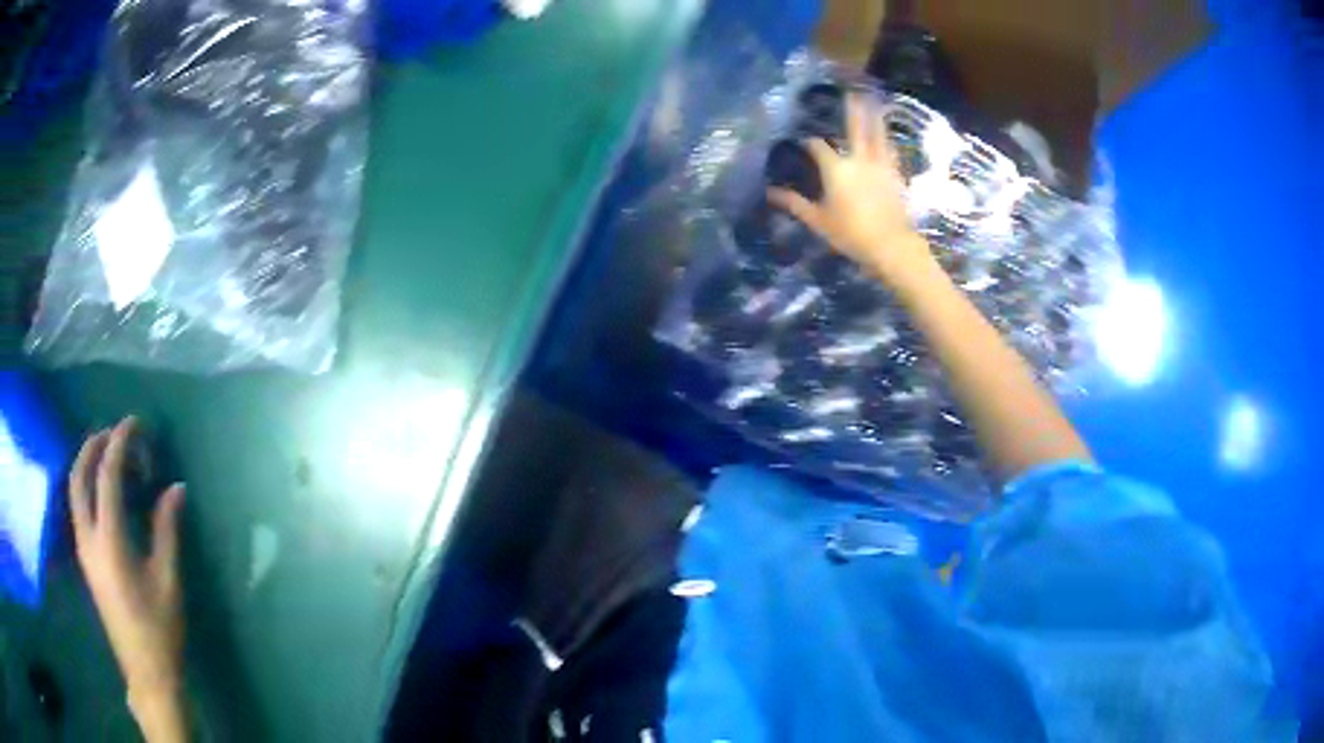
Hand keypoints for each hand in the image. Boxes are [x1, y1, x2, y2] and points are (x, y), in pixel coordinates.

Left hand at [70, 417, 186, 736]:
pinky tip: (104, 493)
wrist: (146, 672)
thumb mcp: (168, 580)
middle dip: (94, 445)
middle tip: (115, 433)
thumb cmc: (160, 629)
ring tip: (109, 456)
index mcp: (109, 539)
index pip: (108, 474)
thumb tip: (175, 488)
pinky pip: (78, 507)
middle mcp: (88, 537)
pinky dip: (87, 486)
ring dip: (87, 464)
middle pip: (79, 475)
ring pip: (74, 490)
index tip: (134, 423)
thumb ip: (166, 529)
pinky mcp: (85, 559)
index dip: (120, 442)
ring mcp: (83, 548)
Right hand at [768, 93, 940, 293]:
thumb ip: (795, 203)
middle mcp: (858, 159)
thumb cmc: (851, 234)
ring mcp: (880, 165)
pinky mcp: (896, 175)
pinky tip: (887, 136)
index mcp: (836, 168)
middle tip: (851, 90)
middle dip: (851, 109)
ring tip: (873, 101)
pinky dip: (887, 139)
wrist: (891, 246)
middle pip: (855, 127)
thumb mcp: (818, 221)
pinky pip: (890, 151)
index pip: (818, 147)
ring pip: (877, 134)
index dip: (809, 142)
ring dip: (874, 116)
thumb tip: (770, 192)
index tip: (803, 140)